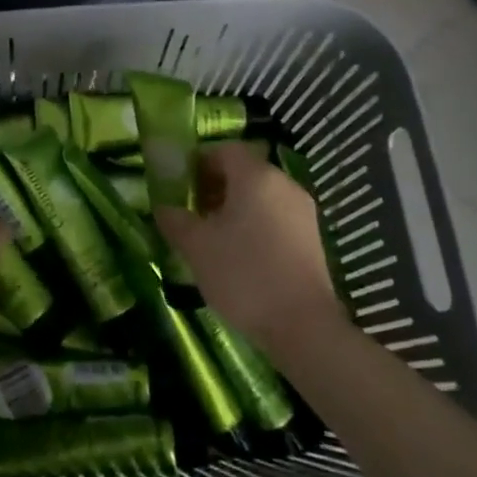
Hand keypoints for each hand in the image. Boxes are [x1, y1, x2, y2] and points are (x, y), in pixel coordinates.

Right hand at [155, 142, 345, 357]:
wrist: (303, 326)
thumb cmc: (243, 275)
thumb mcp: (196, 246)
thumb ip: (175, 219)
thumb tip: (164, 207)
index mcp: (255, 176)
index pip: (224, 150)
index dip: (199, 162)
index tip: (180, 185)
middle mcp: (283, 184)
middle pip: (244, 170)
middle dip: (215, 185)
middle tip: (192, 211)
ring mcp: (303, 210)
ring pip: (261, 194)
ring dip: (234, 206)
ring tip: (212, 236)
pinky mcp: (312, 237)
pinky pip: (276, 215)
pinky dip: (255, 223)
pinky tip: (240, 254)